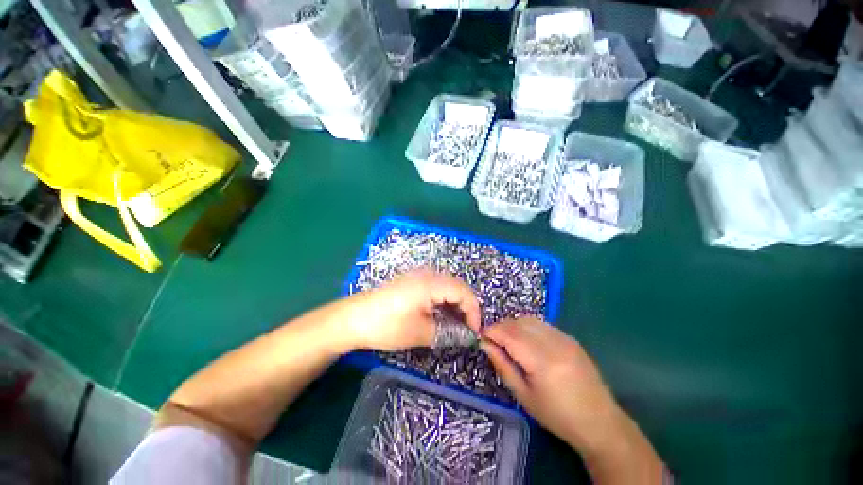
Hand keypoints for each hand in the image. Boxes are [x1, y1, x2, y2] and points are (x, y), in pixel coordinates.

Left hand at [345, 269, 480, 351]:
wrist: (353, 318)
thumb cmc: (387, 326)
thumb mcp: (420, 333)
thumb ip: (448, 333)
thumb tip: (467, 336)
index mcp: (432, 283)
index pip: (464, 293)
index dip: (474, 312)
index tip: (474, 333)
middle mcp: (428, 274)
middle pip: (458, 287)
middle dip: (466, 308)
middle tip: (466, 329)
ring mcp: (419, 275)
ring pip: (447, 286)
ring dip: (455, 304)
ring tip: (455, 325)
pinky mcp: (412, 281)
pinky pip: (436, 287)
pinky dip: (443, 300)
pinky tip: (440, 315)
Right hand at [483, 317, 665, 482]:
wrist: (600, 422)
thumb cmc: (558, 416)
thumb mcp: (524, 395)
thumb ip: (502, 366)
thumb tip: (485, 344)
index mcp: (541, 360)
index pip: (508, 334)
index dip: (491, 332)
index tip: (481, 337)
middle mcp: (553, 342)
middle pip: (518, 323)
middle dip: (500, 327)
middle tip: (493, 341)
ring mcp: (564, 338)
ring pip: (529, 320)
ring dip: (513, 325)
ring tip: (508, 341)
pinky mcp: (570, 338)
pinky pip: (542, 324)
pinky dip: (527, 327)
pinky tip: (526, 342)